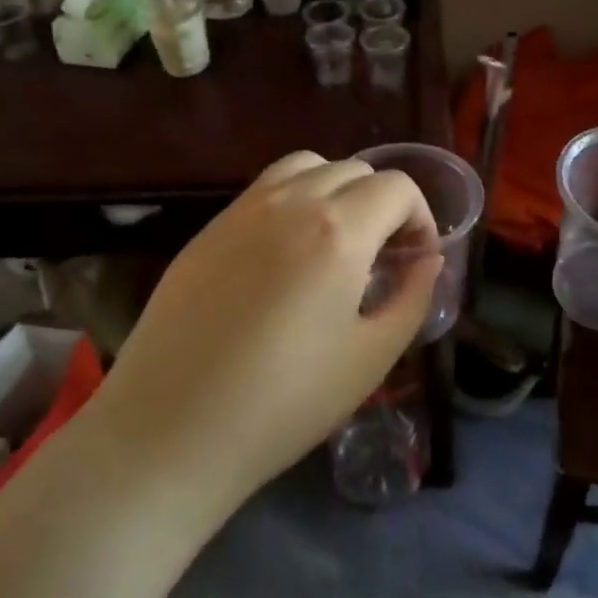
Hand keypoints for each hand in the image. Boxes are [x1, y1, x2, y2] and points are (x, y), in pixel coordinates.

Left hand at [90, 151, 442, 503]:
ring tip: (336, 242)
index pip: (396, 187)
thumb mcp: (371, 358)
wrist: (170, 430)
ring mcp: (241, 211)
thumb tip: (427, 260)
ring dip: (335, 190)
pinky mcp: (207, 229)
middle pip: (353, 169)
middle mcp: (290, 202)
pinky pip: (263, 190)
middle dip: (382, 203)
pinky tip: (286, 256)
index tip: (416, 259)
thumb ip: (412, 298)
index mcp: (338, 230)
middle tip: (382, 256)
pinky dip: (293, 200)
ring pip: (305, 167)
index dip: (421, 217)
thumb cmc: (284, 402)